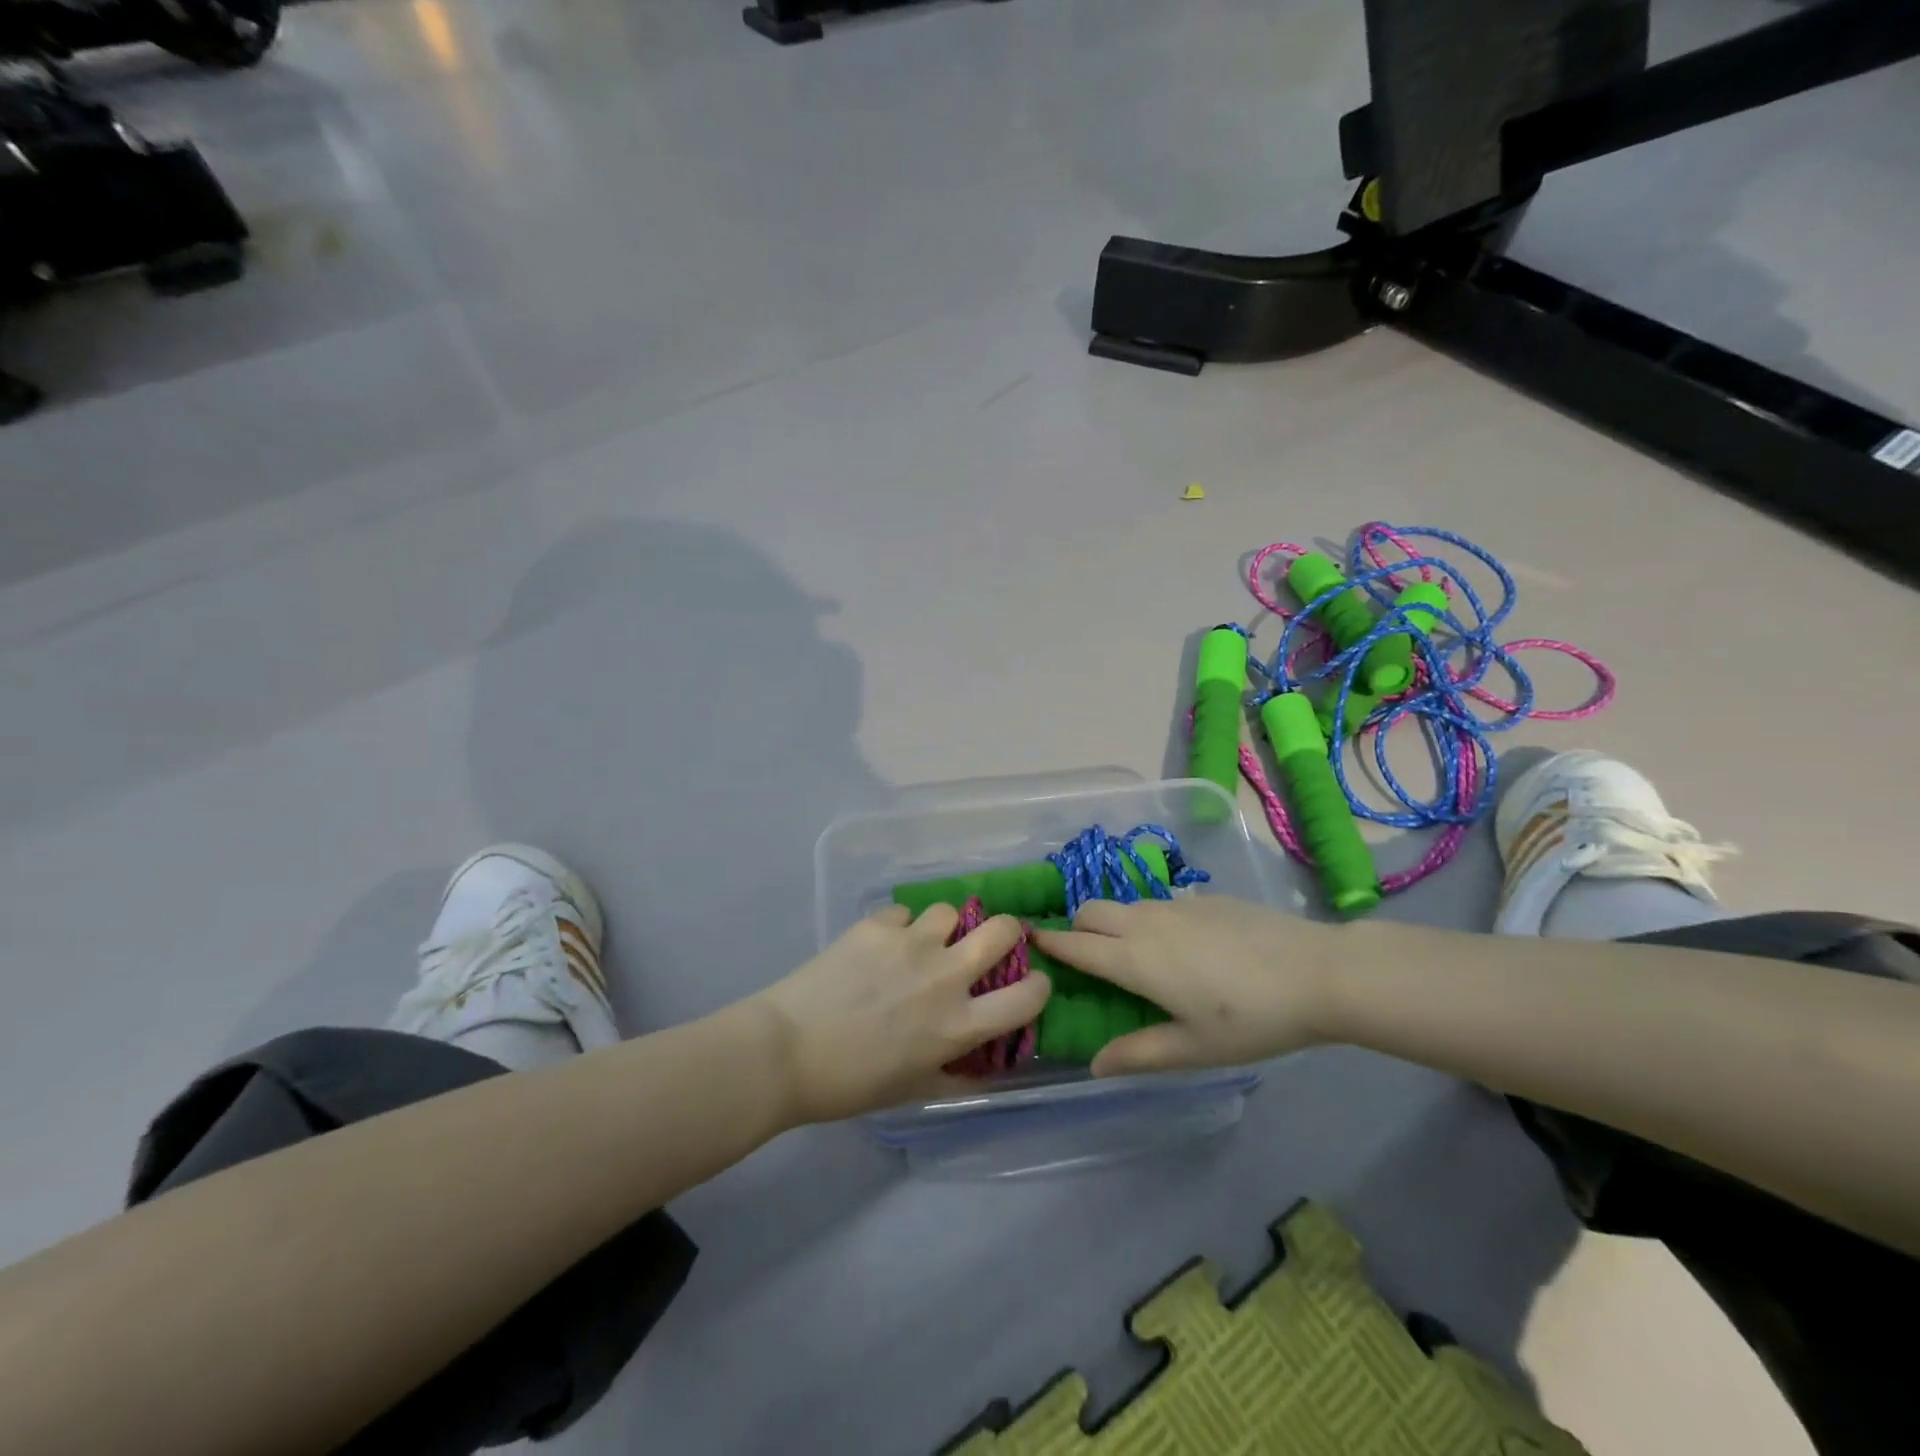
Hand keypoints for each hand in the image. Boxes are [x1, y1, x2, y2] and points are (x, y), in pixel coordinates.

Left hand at [751, 904, 1050, 1123]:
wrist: (786, 1051)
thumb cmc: (851, 1084)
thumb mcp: (913, 1091)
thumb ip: (956, 1073)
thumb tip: (983, 1064)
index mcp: (958, 1024)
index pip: (1028, 996)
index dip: (1038, 986)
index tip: (1030, 984)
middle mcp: (945, 977)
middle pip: (1002, 930)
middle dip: (1007, 931)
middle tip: (990, 942)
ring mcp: (911, 944)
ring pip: (950, 911)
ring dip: (945, 927)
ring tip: (924, 942)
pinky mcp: (878, 925)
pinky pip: (903, 912)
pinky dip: (899, 927)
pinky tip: (879, 945)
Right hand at [1031, 896, 1334, 1076]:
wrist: (1318, 972)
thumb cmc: (1252, 1019)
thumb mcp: (1194, 1048)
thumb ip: (1139, 1053)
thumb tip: (1094, 1065)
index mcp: (1135, 960)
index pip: (1077, 945)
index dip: (1050, 943)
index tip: (1028, 940)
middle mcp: (1146, 923)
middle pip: (1092, 911)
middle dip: (1077, 927)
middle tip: (1082, 955)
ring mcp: (1177, 905)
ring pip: (1126, 905)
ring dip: (1112, 922)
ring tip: (1130, 953)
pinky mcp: (1205, 899)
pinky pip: (1160, 904)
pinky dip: (1149, 919)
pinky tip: (1181, 946)